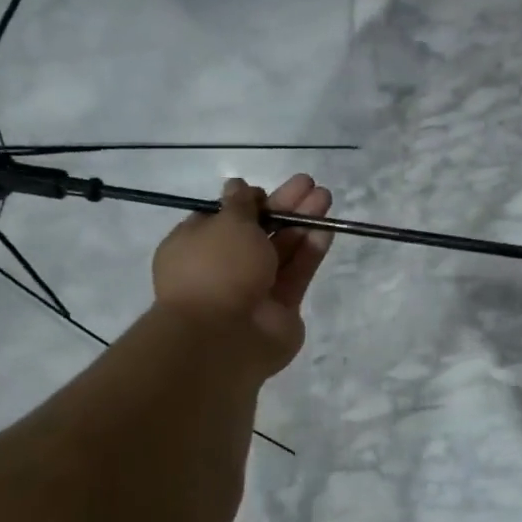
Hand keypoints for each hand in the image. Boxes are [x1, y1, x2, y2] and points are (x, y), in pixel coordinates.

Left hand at [153, 174, 333, 376]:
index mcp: (195, 246)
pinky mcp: (281, 307)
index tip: (265, 192)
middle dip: (283, 207)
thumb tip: (239, 186)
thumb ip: (240, 204)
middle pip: (258, 231)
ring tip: (325, 198)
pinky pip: (296, 273)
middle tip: (308, 184)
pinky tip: (327, 230)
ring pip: (281, 250)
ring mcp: (253, 289)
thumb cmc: (216, 270)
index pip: (222, 218)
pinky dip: (310, 251)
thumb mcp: (226, 224)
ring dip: (302, 223)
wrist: (224, 338)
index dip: (246, 202)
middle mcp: (223, 266)